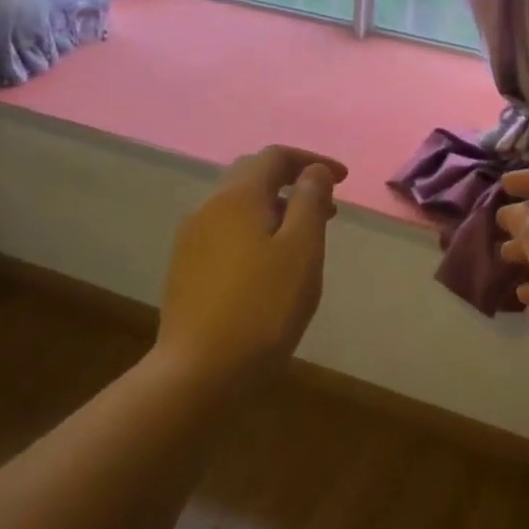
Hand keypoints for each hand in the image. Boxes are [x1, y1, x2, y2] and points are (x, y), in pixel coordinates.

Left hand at [158, 145, 345, 380]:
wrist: (198, 371)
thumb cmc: (263, 307)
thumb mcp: (301, 250)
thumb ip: (310, 201)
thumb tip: (314, 170)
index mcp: (237, 197)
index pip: (275, 156)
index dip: (312, 161)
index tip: (343, 179)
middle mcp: (209, 208)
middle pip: (252, 175)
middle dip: (292, 182)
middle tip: (327, 207)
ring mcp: (192, 239)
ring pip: (238, 206)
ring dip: (275, 208)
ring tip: (304, 237)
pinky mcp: (185, 268)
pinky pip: (226, 231)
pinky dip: (255, 230)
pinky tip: (270, 263)